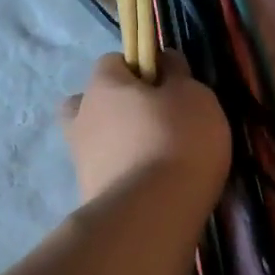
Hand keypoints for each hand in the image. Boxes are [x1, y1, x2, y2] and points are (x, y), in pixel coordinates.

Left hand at [61, 53, 230, 211]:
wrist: (151, 214)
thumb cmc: (177, 140)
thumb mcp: (194, 96)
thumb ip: (177, 74)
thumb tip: (164, 61)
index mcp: (102, 85)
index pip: (112, 62)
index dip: (140, 69)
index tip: (167, 87)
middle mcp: (82, 117)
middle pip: (95, 102)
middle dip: (119, 109)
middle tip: (154, 124)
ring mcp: (80, 159)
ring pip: (97, 140)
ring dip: (119, 144)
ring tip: (156, 160)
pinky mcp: (88, 194)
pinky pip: (106, 173)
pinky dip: (123, 174)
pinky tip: (151, 185)